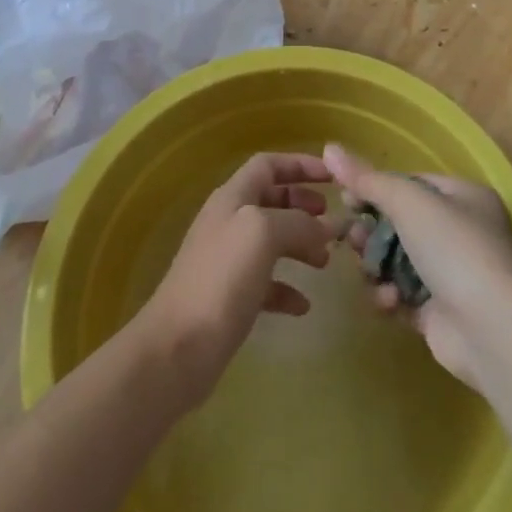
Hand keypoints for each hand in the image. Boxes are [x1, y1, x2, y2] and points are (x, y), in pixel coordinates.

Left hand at [137, 153, 337, 403]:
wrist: (178, 347)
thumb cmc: (221, 277)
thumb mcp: (263, 234)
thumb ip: (299, 222)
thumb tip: (328, 226)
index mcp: (233, 197)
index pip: (268, 165)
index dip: (300, 164)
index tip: (332, 176)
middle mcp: (229, 222)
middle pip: (271, 200)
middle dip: (303, 205)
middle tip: (331, 219)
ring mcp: (228, 261)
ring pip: (271, 241)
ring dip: (301, 245)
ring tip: (325, 261)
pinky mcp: (230, 298)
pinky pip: (266, 283)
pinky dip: (287, 288)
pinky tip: (303, 305)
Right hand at [325, 143, 511, 387]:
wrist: (492, 329)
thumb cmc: (454, 248)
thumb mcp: (408, 202)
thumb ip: (367, 179)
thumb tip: (329, 148)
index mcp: (464, 196)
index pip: (412, 184)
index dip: (376, 189)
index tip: (345, 198)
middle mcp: (462, 232)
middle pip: (401, 224)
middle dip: (373, 232)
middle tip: (350, 239)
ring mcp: (453, 275)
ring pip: (398, 261)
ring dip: (378, 266)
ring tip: (368, 270)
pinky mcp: (442, 314)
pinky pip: (404, 297)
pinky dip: (391, 297)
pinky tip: (389, 301)